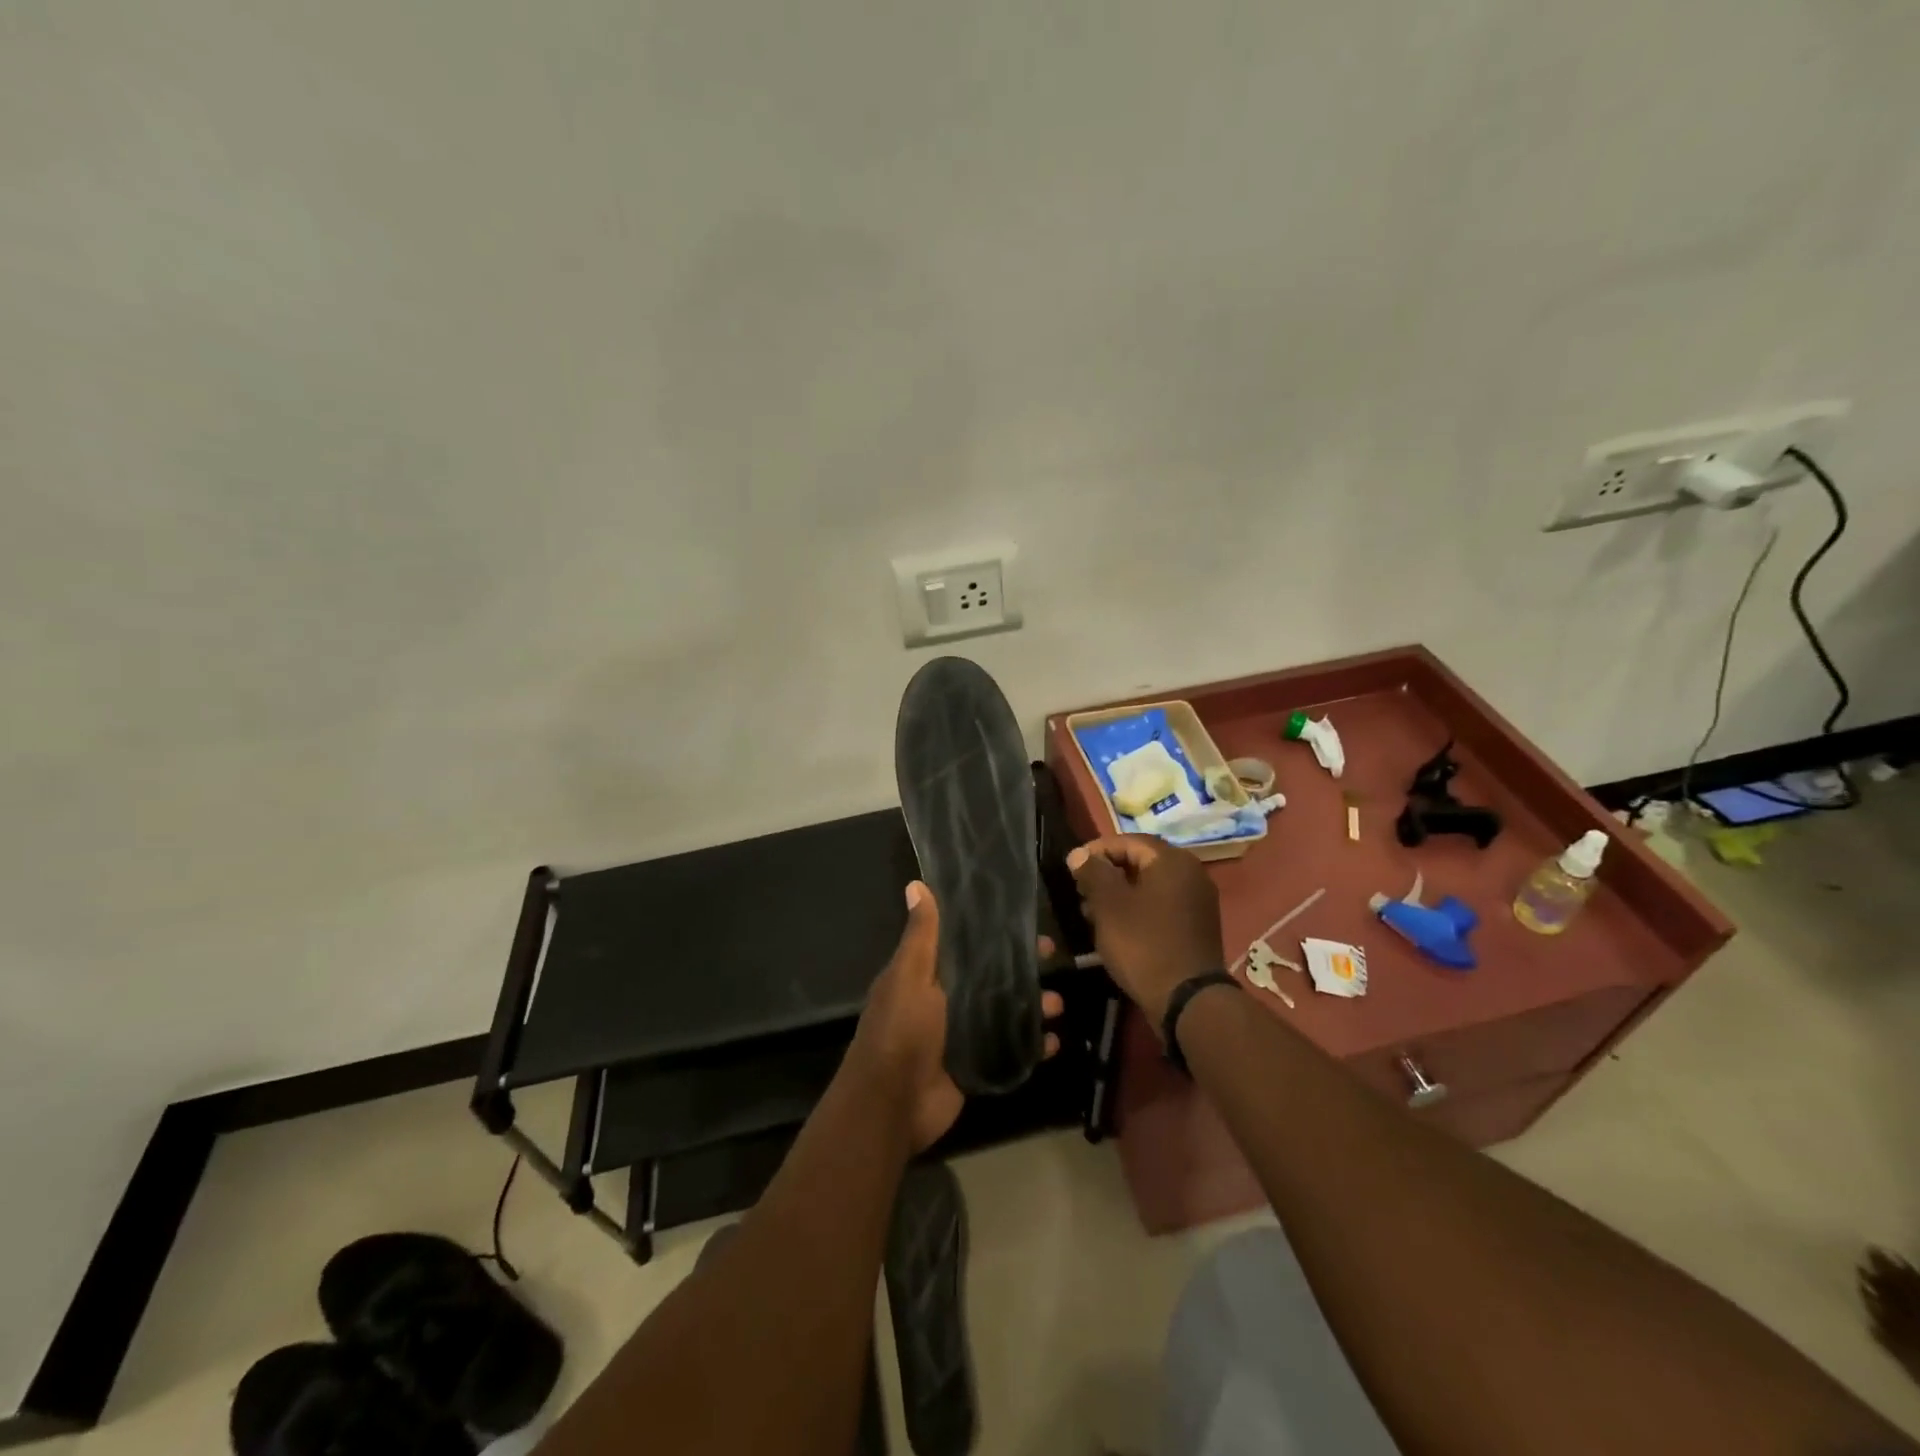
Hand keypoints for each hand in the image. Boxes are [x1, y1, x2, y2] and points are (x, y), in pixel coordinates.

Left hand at [848, 882, 1062, 1152]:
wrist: (892, 1103)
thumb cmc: (901, 1030)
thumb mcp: (911, 976)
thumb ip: (921, 936)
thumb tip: (916, 884)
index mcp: (927, 975)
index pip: (967, 945)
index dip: (996, 933)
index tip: (1027, 924)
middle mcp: (945, 1000)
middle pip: (991, 977)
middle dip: (1022, 969)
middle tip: (1055, 960)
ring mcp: (961, 1035)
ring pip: (1005, 1012)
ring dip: (1033, 1006)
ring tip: (1058, 1005)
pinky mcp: (974, 1066)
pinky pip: (1009, 1051)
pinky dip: (1032, 1046)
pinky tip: (1054, 1042)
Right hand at [1067, 835, 1222, 1026]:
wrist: (1187, 1000)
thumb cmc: (1143, 944)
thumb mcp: (1109, 905)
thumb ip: (1092, 873)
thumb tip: (1079, 854)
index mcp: (1172, 860)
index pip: (1128, 841)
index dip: (1096, 850)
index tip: (1072, 867)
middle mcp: (1191, 873)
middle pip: (1140, 862)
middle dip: (1107, 873)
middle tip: (1081, 891)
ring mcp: (1197, 901)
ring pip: (1150, 886)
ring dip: (1120, 894)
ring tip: (1092, 914)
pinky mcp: (1196, 926)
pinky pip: (1161, 906)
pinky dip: (1137, 909)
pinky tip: (1117, 929)